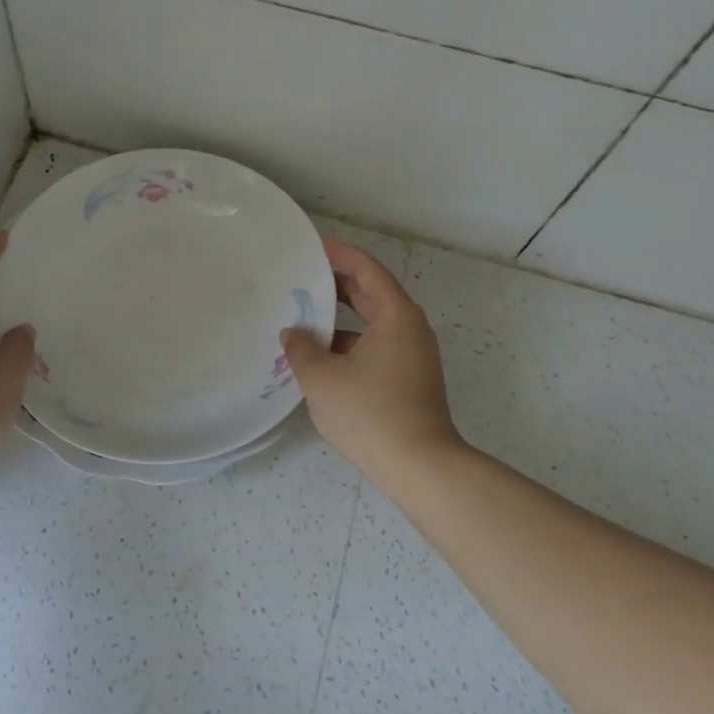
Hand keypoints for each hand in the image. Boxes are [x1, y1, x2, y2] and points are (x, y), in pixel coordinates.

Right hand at [282, 236, 460, 477]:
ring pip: (372, 323)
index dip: (340, 254)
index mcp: (396, 316)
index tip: (314, 245)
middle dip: (336, 285)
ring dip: (340, 318)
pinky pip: (375, 346)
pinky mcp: (409, 379)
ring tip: (303, 317)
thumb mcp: (323, 378)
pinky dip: (349, 343)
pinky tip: (320, 357)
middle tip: (301, 278)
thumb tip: (293, 333)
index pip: (366, 270)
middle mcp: (409, 329)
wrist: (420, 468)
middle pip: (371, 294)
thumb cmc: (371, 414)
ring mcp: (412, 356)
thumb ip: (302, 349)